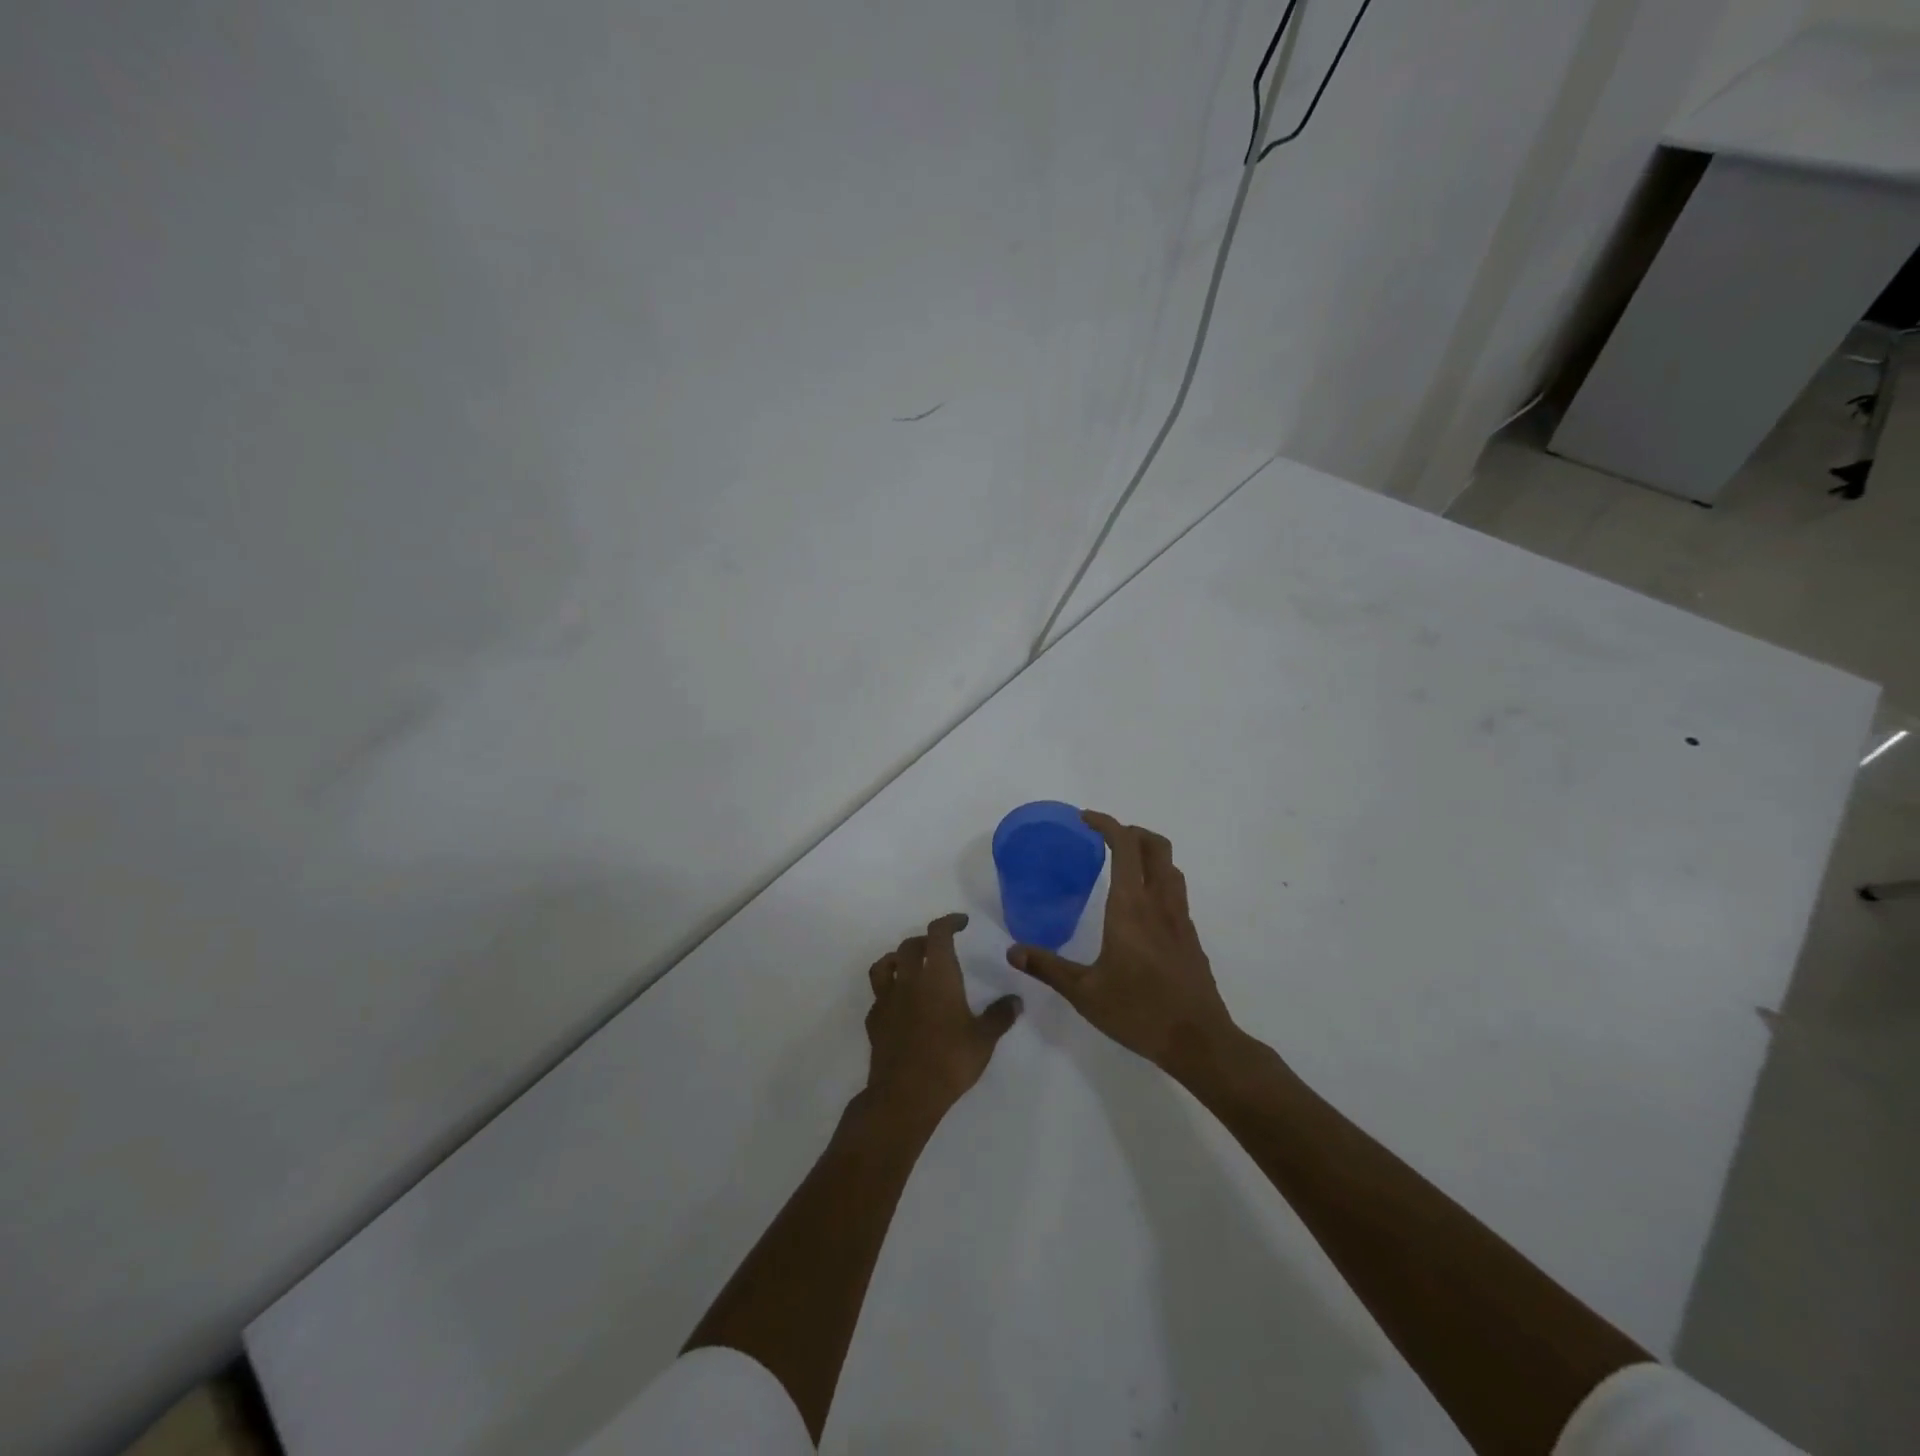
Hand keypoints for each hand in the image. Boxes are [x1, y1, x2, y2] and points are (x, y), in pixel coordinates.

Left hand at [864, 913, 1021, 1122]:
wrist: (905, 1094)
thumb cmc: (949, 1060)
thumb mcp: (984, 1039)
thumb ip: (1000, 1016)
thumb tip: (1016, 1001)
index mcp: (937, 975)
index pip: (938, 933)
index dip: (949, 922)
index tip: (961, 923)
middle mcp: (909, 979)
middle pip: (910, 945)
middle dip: (925, 941)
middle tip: (939, 948)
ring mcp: (887, 999)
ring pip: (884, 965)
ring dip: (898, 959)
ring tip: (910, 967)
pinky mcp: (874, 1021)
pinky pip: (878, 995)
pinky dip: (888, 991)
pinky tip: (899, 1004)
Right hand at [1006, 812, 1236, 1074]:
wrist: (1198, 1041)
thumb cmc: (1138, 1012)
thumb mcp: (1084, 993)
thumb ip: (1048, 967)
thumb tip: (1013, 951)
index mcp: (1130, 907)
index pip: (1124, 847)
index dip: (1107, 824)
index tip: (1085, 819)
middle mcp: (1158, 903)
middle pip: (1155, 846)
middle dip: (1131, 831)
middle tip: (1104, 838)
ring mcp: (1180, 918)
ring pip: (1170, 866)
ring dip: (1147, 853)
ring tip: (1122, 864)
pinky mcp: (1190, 936)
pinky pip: (1175, 891)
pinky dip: (1157, 879)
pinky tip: (1139, 907)